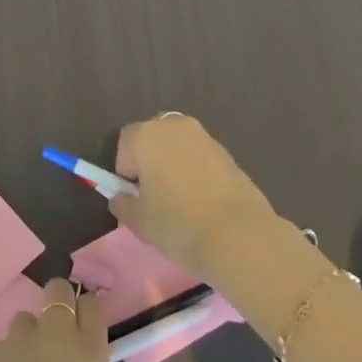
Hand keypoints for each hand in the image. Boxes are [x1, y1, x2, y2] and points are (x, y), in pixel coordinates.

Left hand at [0, 279, 110, 361]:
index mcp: (88, 357)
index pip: (92, 305)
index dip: (86, 313)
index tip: (83, 328)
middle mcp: (54, 338)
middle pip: (56, 291)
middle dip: (57, 306)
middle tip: (53, 342)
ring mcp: (15, 344)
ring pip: (23, 321)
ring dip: (26, 340)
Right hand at [112, 116, 278, 279]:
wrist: (239, 235)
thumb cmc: (177, 223)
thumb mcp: (138, 221)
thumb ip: (123, 204)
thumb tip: (122, 197)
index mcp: (147, 135)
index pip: (125, 142)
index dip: (125, 170)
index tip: (134, 196)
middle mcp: (175, 126)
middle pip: (153, 138)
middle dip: (149, 161)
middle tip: (154, 196)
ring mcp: (205, 137)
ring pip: (179, 147)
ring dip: (174, 166)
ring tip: (180, 202)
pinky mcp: (228, 153)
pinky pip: (201, 158)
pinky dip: (196, 173)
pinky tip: (203, 203)